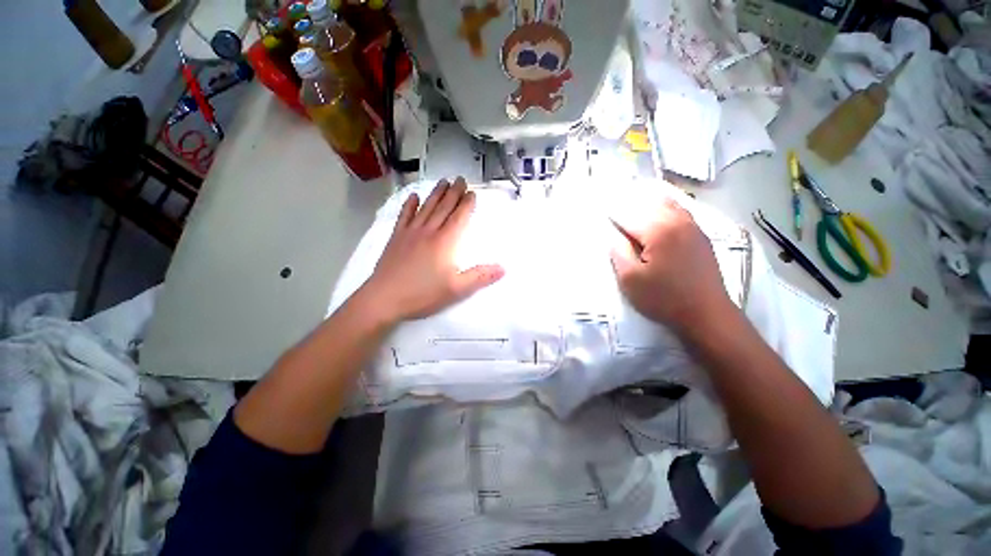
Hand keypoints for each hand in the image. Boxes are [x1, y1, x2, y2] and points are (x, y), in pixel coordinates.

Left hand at [357, 178, 504, 324]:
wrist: (384, 298)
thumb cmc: (423, 294)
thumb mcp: (457, 289)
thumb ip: (480, 277)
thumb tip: (503, 268)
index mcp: (445, 242)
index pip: (459, 217)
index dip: (467, 204)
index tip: (472, 192)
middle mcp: (429, 231)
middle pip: (444, 207)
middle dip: (454, 192)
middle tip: (460, 179)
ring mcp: (410, 232)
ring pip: (426, 207)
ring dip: (436, 193)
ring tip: (443, 181)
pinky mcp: (396, 237)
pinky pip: (404, 216)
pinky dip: (409, 205)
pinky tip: (413, 196)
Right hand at [610, 197, 732, 334]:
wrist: (706, 314)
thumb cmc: (664, 299)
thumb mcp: (631, 280)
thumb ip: (618, 252)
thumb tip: (610, 233)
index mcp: (658, 231)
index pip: (627, 215)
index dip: (610, 212)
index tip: (597, 206)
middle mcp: (677, 221)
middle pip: (646, 204)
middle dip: (626, 201)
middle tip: (610, 199)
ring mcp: (692, 226)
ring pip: (665, 203)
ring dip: (645, 200)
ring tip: (630, 196)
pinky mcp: (700, 234)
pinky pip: (679, 210)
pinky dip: (664, 204)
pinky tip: (658, 204)